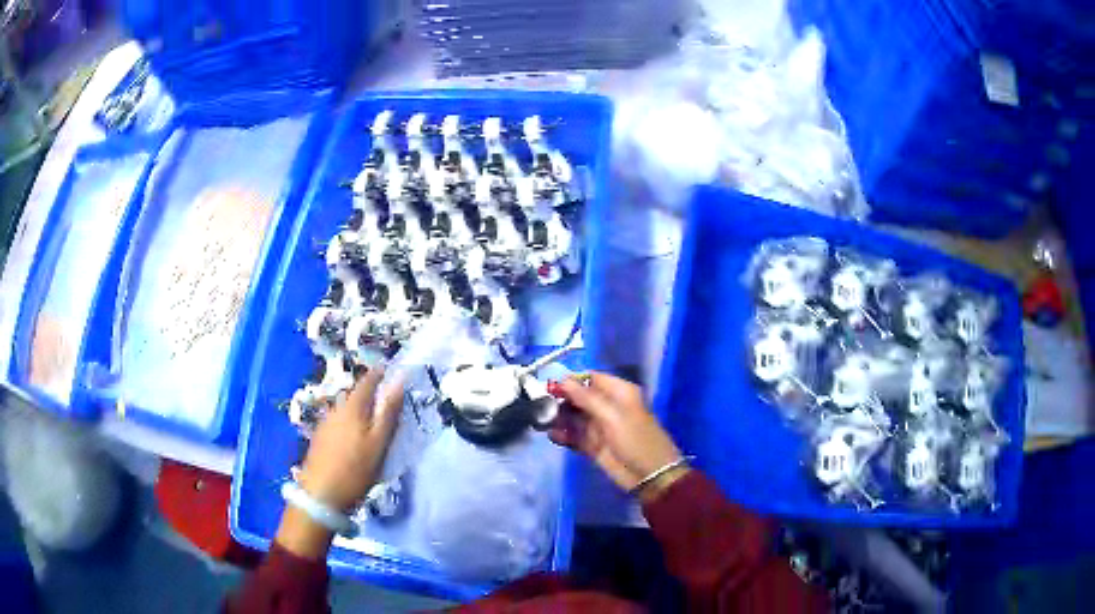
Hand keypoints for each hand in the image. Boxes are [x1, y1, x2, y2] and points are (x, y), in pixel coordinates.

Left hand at [298, 368, 402, 511]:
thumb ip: (388, 412)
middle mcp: (336, 410)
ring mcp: (325, 424)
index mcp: (352, 408)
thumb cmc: (355, 469)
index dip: (379, 373)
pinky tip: (353, 434)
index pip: (367, 381)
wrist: (321, 495)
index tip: (390, 368)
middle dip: (368, 390)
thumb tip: (399, 380)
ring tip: (371, 416)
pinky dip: (349, 420)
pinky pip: (338, 420)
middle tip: (385, 394)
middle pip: (354, 394)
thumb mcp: (379, 442)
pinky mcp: (319, 438)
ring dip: (358, 406)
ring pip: (345, 408)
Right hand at [549, 373, 687, 501]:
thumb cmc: (635, 440)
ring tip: (542, 422)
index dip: (571, 381)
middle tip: (540, 406)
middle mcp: (608, 406)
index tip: (549, 386)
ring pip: (573, 417)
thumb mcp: (612, 416)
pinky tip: (553, 436)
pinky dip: (563, 435)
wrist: (649, 475)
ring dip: (558, 418)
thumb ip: (586, 398)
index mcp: (618, 393)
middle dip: (560, 401)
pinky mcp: (593, 445)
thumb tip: (563, 380)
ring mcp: (599, 427)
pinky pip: (574, 435)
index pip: (591, 378)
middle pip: (579, 398)